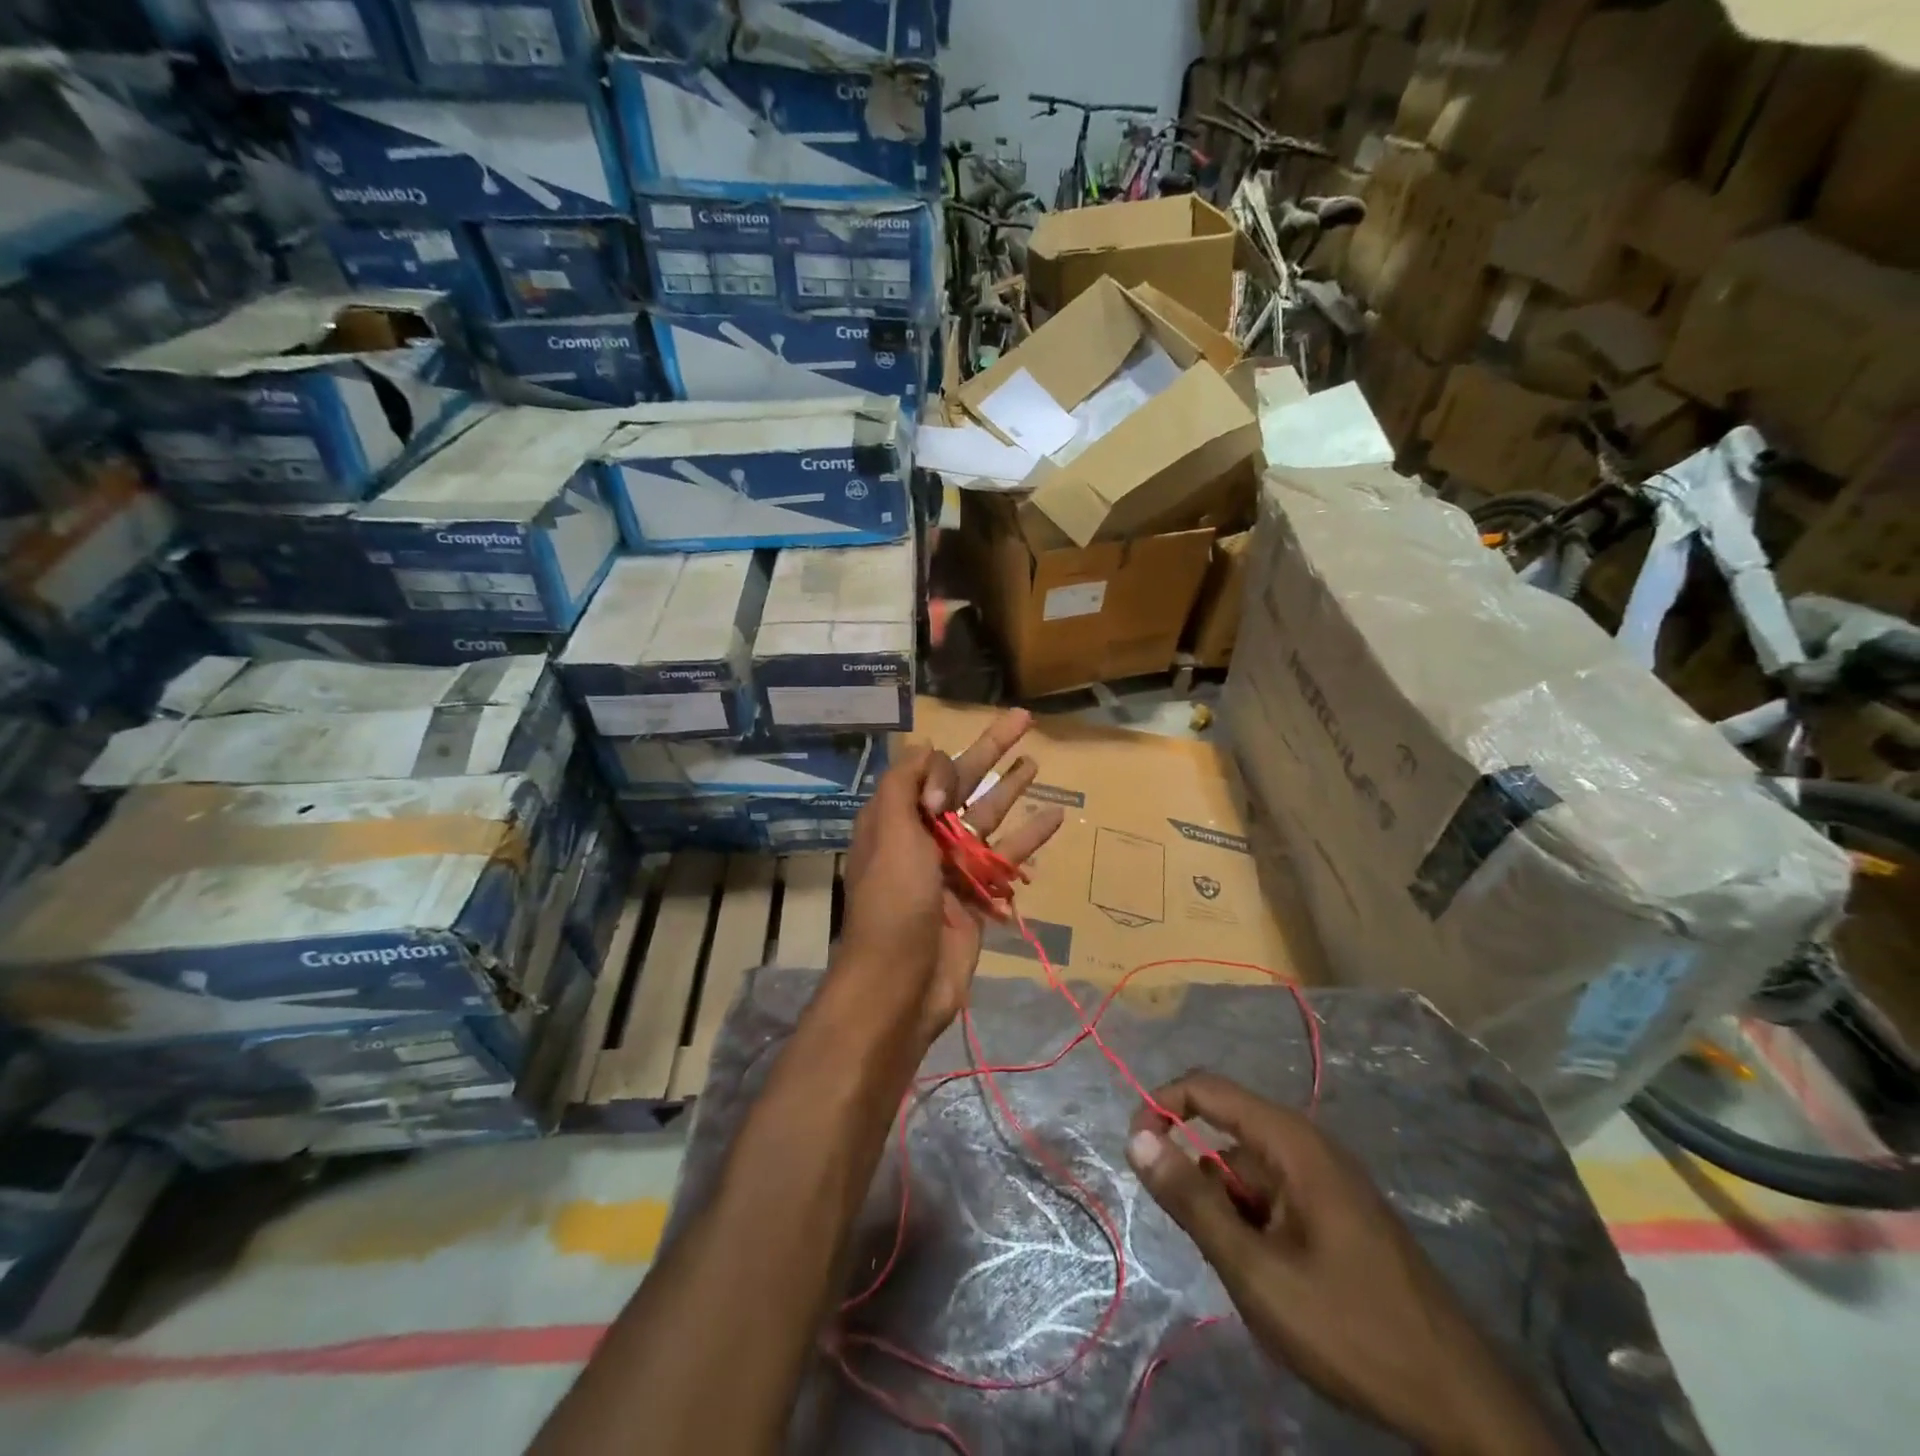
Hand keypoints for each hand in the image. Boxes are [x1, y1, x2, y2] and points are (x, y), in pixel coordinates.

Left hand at [839, 709, 1063, 1046]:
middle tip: (1024, 718)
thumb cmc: (893, 902)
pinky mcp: (977, 894)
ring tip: (1037, 761)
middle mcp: (924, 835)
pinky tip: (1056, 816)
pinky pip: (1006, 858)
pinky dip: (1028, 838)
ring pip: (987, 817)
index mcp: (896, 818)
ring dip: (1011, 789)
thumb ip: (905, 783)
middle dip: (992, 750)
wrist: (901, 983)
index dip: (942, 771)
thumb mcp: (890, 832)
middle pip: (962, 783)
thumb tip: (925, 744)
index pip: (927, 771)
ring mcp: (953, 865)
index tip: (940, 804)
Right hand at [1127, 1074, 1560, 1455]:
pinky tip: (1283, 1285)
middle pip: (1228, 1138)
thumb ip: (1192, 1201)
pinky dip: (1260, 1230)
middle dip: (1206, 1188)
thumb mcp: (1255, 1271)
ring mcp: (1329, 1179)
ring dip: (1234, 1217)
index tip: (1136, 1151)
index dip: (1161, 1106)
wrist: (1460, 1401)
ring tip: (1259, 1282)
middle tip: (1220, 1254)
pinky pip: (1276, 1199)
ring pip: (1249, 1176)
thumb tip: (1136, 1137)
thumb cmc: (1350, 1327)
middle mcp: (1309, 1146)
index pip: (1207, 1088)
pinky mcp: (1340, 1211)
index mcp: (1291, 1142)